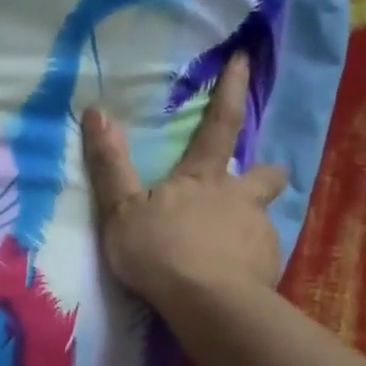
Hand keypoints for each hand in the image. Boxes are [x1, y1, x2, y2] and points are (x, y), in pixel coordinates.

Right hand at [80, 52, 287, 310]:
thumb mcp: (122, 210)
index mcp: (204, 179)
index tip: (244, 60)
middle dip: (263, 173)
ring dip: (247, 226)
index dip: (230, 91)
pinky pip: (260, 258)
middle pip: (265, 174)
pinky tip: (230, 280)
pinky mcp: (270, 268)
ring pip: (261, 219)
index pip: (219, 124)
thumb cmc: (160, 252)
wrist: (207, 304)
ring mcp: (259, 233)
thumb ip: (110, 165)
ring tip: (225, 251)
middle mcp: (240, 198)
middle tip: (252, 186)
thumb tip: (95, 111)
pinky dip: (247, 264)